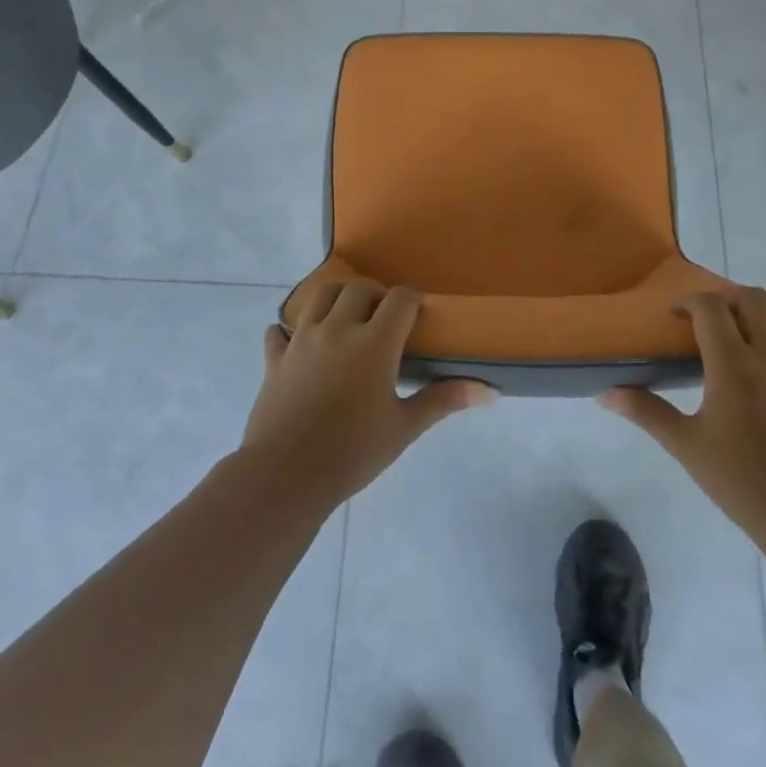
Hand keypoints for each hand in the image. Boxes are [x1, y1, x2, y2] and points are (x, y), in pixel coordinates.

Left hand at [241, 281, 493, 507]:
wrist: (285, 477)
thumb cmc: (352, 453)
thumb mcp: (404, 428)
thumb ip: (444, 400)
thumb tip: (490, 391)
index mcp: (374, 343)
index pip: (400, 299)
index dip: (413, 300)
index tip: (419, 314)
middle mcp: (337, 330)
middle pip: (358, 289)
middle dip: (376, 295)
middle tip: (385, 319)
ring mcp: (301, 340)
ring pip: (319, 295)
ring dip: (337, 297)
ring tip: (347, 317)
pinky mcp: (275, 358)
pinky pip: (279, 330)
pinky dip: (291, 330)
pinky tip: (300, 344)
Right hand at [599, 287, 765, 541]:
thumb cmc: (739, 478)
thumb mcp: (685, 445)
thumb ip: (646, 412)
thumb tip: (606, 395)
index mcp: (733, 364)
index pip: (711, 308)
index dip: (688, 301)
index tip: (672, 317)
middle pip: (753, 298)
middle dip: (724, 295)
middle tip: (702, 316)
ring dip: (757, 305)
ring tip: (734, 321)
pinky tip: (754, 359)